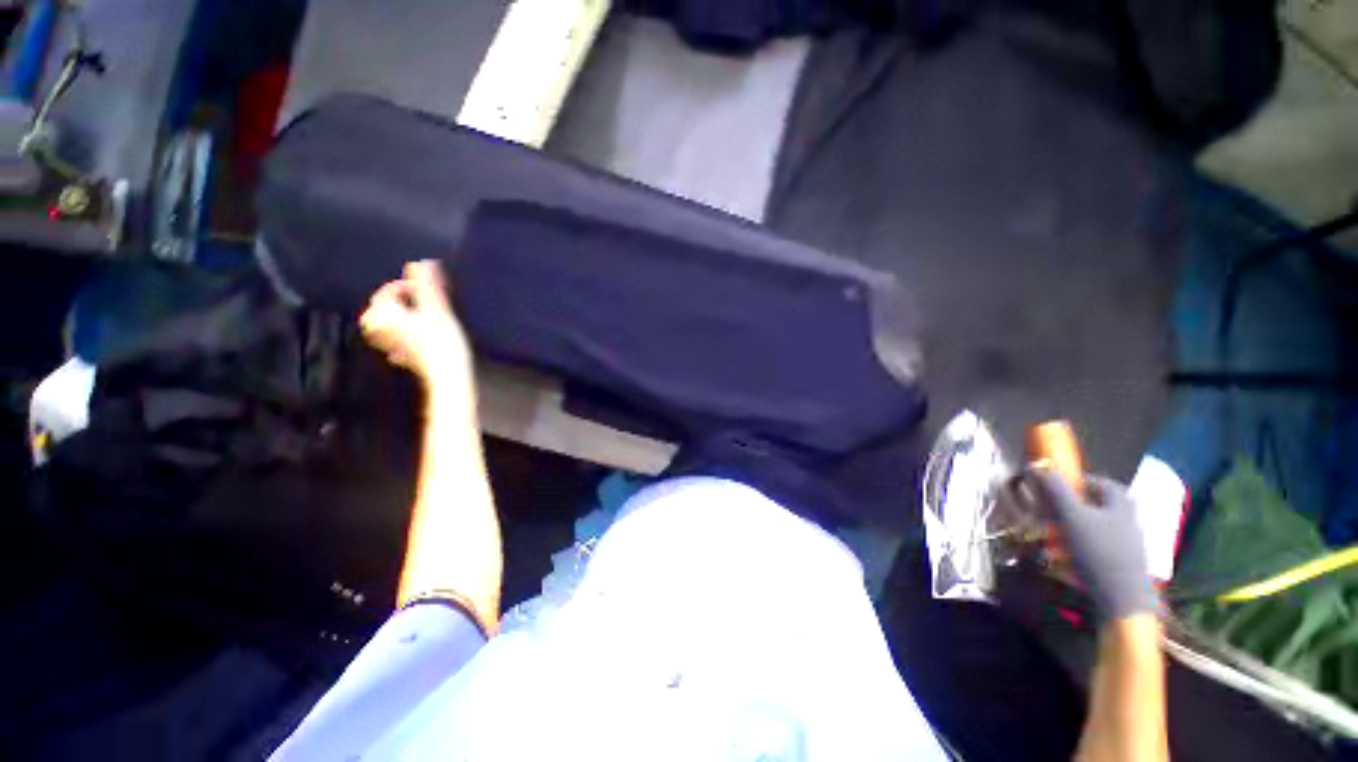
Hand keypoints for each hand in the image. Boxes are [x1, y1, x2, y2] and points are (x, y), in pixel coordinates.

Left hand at [360, 261, 475, 411]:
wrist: (448, 374)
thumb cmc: (442, 342)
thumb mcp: (437, 309)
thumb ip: (427, 285)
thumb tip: (424, 262)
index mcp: (381, 314)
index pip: (390, 290)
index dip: (412, 285)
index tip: (432, 287)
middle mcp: (378, 328)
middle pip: (388, 305)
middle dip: (407, 300)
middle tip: (429, 300)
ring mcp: (388, 343)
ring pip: (393, 321)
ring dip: (408, 314)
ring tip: (428, 314)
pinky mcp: (401, 354)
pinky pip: (399, 337)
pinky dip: (410, 331)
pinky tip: (423, 333)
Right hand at [1021, 469, 1156, 622]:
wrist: (1123, 600)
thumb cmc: (1097, 551)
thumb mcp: (1070, 516)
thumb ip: (1055, 489)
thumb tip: (1038, 466)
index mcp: (1121, 505)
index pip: (1102, 483)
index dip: (1080, 480)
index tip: (1057, 484)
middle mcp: (1129, 521)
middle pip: (1100, 506)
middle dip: (1075, 506)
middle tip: (1052, 509)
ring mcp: (1129, 545)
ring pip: (1099, 527)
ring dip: (1075, 528)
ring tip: (1053, 535)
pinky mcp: (1124, 565)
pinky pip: (1100, 548)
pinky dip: (1082, 547)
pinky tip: (1067, 557)